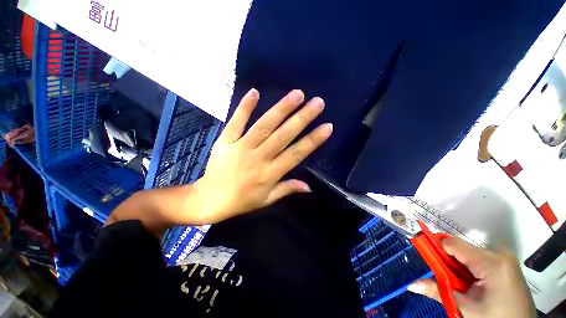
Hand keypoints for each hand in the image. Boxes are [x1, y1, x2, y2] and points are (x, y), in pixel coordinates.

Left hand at [193, 88, 332, 223]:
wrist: (210, 199)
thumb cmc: (241, 201)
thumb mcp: (267, 199)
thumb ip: (287, 189)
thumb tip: (309, 187)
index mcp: (270, 174)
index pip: (296, 154)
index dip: (313, 141)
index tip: (327, 127)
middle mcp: (259, 158)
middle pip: (283, 136)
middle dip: (302, 119)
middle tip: (317, 103)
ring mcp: (241, 147)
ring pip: (264, 126)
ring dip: (281, 109)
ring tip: (297, 94)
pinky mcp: (226, 141)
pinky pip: (236, 122)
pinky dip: (245, 107)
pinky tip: (255, 92)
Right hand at [408, 237, 535, 317]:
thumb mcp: (466, 308)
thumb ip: (439, 292)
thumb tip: (411, 285)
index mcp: (492, 263)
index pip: (454, 244)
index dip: (437, 248)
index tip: (427, 257)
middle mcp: (499, 253)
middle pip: (462, 248)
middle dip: (450, 260)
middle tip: (448, 278)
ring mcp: (505, 256)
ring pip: (470, 252)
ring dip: (460, 264)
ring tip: (462, 283)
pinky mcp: (507, 261)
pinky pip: (480, 256)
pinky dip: (470, 266)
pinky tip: (474, 282)